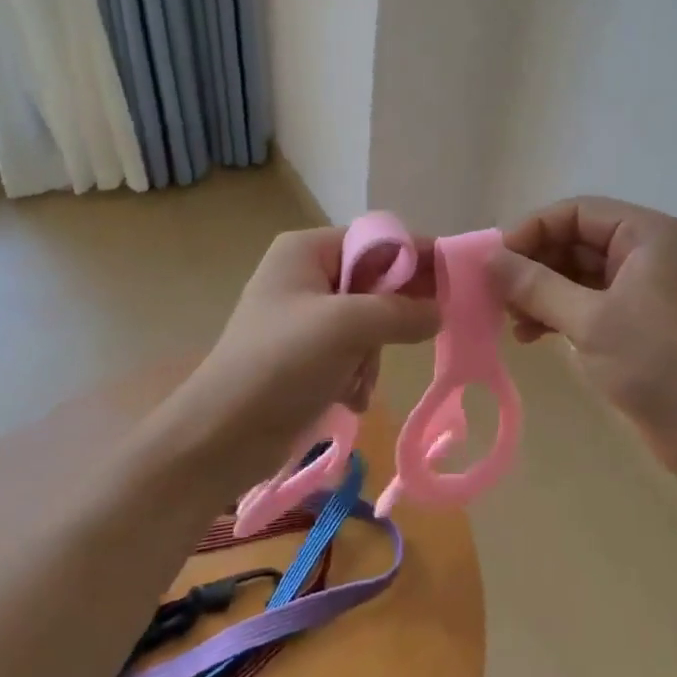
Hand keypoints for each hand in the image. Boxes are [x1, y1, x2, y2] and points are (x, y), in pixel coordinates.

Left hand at [166, 227, 439, 487]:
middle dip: (391, 316)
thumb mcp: (347, 326)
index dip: (416, 257)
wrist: (221, 436)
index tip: (455, 283)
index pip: (377, 240)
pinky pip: (353, 352)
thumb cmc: (281, 364)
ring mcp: (304, 318)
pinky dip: (357, 374)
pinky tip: (348, 397)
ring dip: (372, 354)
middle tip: (418, 335)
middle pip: (376, 282)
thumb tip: (439, 311)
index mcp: (307, 251)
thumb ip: (401, 311)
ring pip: (370, 322)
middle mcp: (306, 276)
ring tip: (357, 380)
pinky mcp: (305, 356)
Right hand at [492, 197, 676, 487]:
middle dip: (534, 265)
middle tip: (496, 294)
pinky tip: (532, 336)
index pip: (577, 213)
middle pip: (577, 241)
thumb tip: (489, 259)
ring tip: (510, 320)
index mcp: (648, 235)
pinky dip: (559, 314)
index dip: (532, 231)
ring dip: (542, 292)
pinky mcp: (640, 323)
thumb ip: (536, 285)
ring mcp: (645, 289)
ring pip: (580, 275)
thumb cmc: (658, 363)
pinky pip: (590, 303)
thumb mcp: (590, 320)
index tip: (494, 261)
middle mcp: (648, 253)